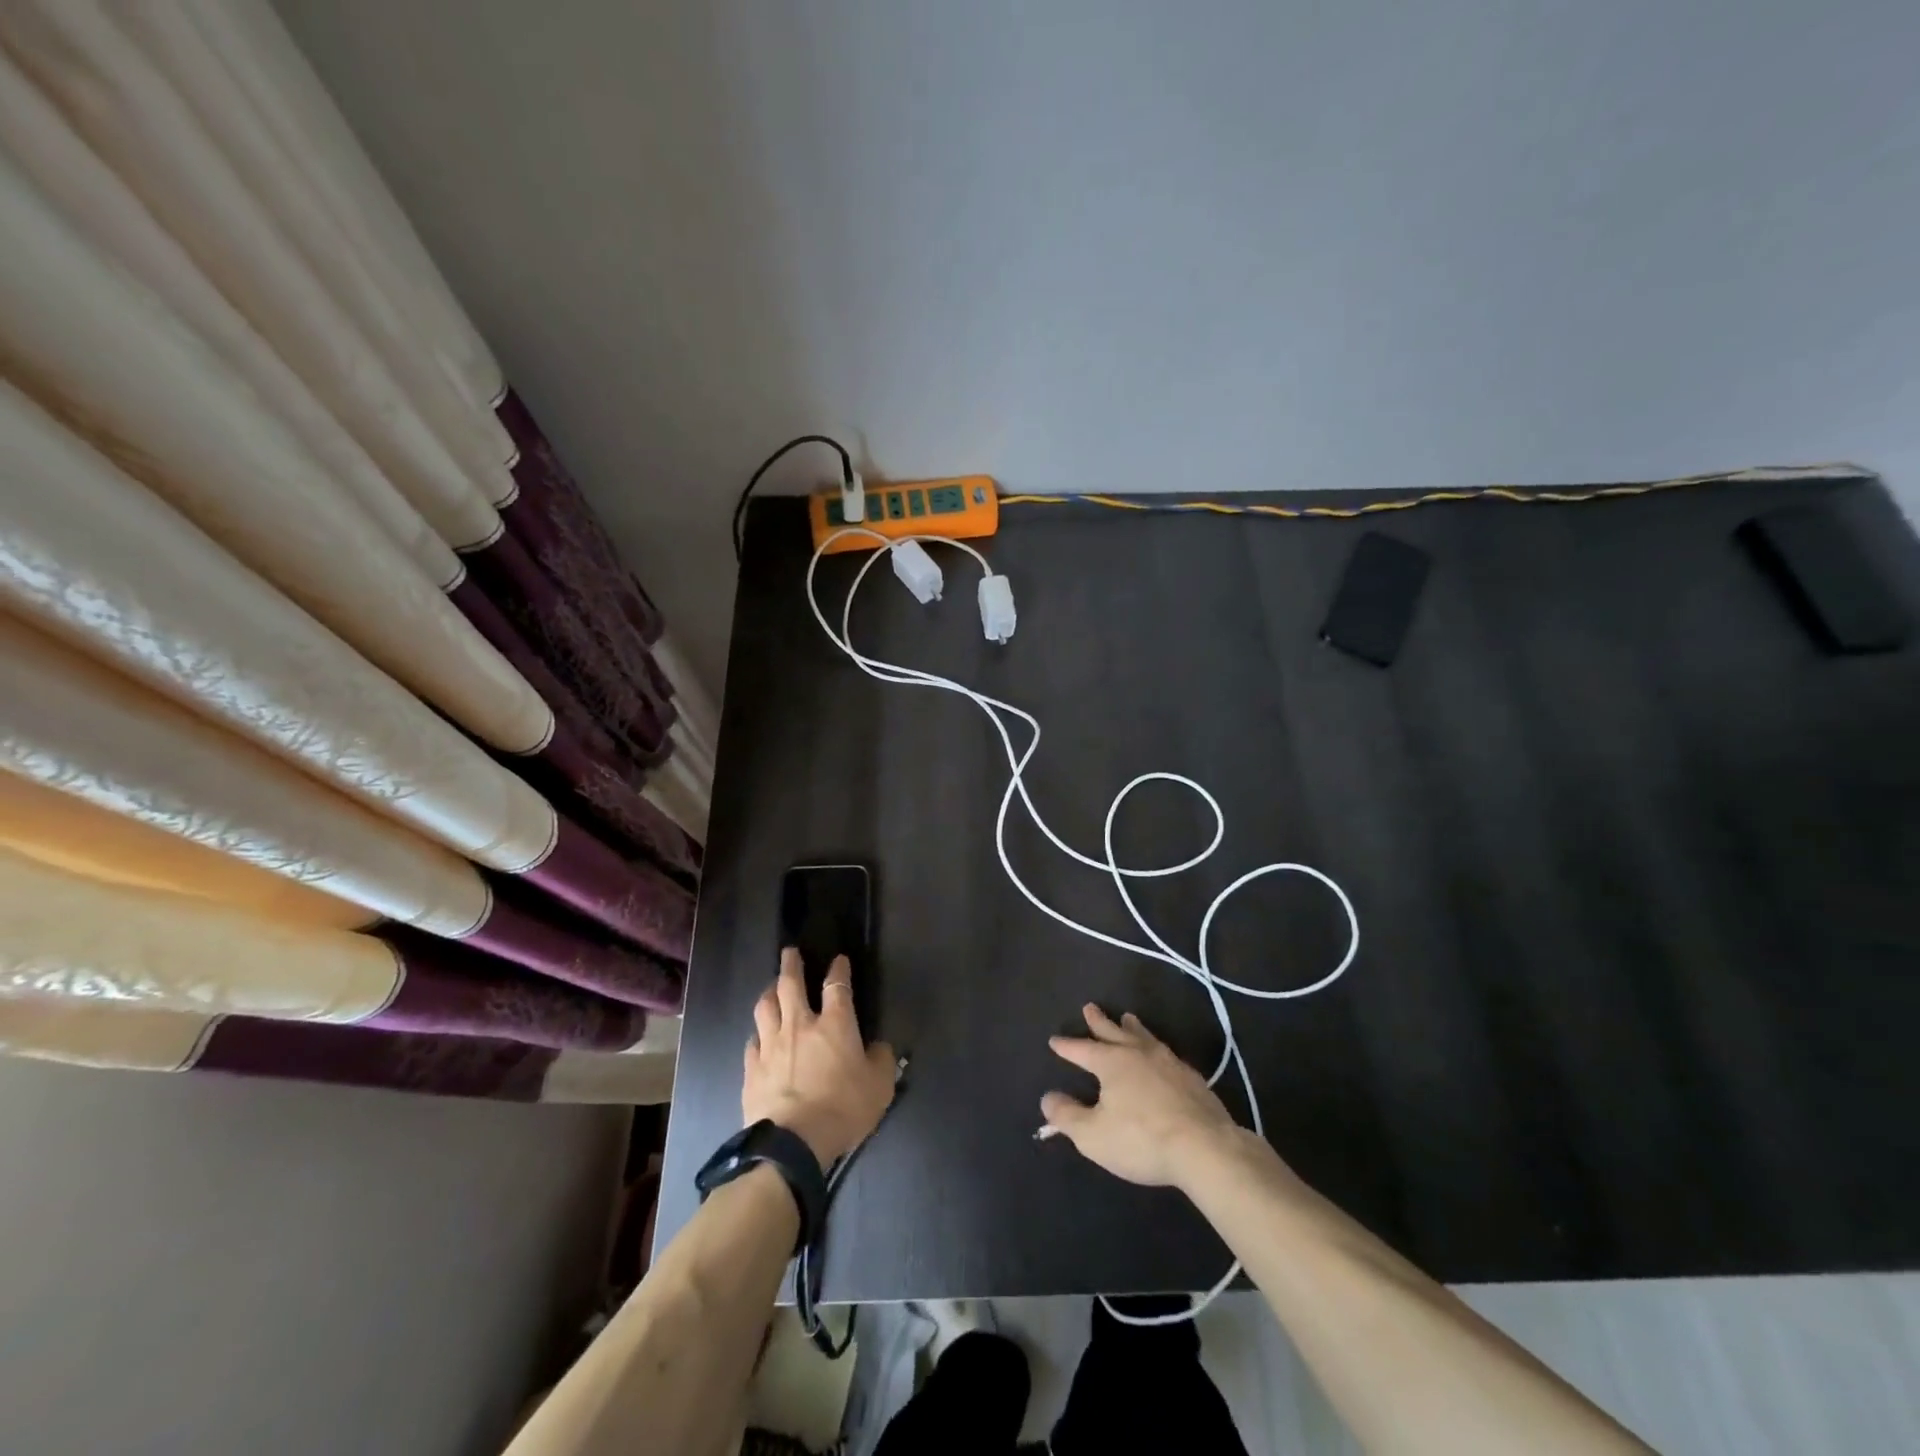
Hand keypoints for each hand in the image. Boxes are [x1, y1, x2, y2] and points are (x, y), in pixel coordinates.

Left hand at [744, 947, 897, 1165]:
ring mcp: (771, 1045)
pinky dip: (757, 1034)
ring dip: (769, 993)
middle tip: (790, 953)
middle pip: (790, 985)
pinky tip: (758, 1036)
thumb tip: (878, 1047)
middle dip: (791, 965)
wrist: (793, 1143)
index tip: (839, 960)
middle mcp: (800, 1025)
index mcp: (835, 1025)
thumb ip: (881, 1060)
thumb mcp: (879, 1086)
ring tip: (771, 988)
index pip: (837, 986)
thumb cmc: (843, 1109)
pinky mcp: (752, 1069)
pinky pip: (752, 1042)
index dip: (838, 970)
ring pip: (765, 1007)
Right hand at [1041, 1004, 1247, 1188]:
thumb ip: (1067, 1115)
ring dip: (1132, 1027)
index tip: (1054, 1040)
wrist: (1205, 1147)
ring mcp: (1168, 1062)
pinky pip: (1166, 1053)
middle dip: (1099, 1021)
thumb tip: (1047, 1098)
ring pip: (1144, 1037)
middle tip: (1090, 1007)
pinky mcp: (1192, 1077)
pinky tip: (1161, 1055)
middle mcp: (1138, 1053)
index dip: (1067, 1046)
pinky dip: (1156, 1047)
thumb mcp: (1093, 1135)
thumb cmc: (1141, 1140)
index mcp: (1112, 1063)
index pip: (1082, 1050)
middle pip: (1114, 1032)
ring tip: (1127, 1017)